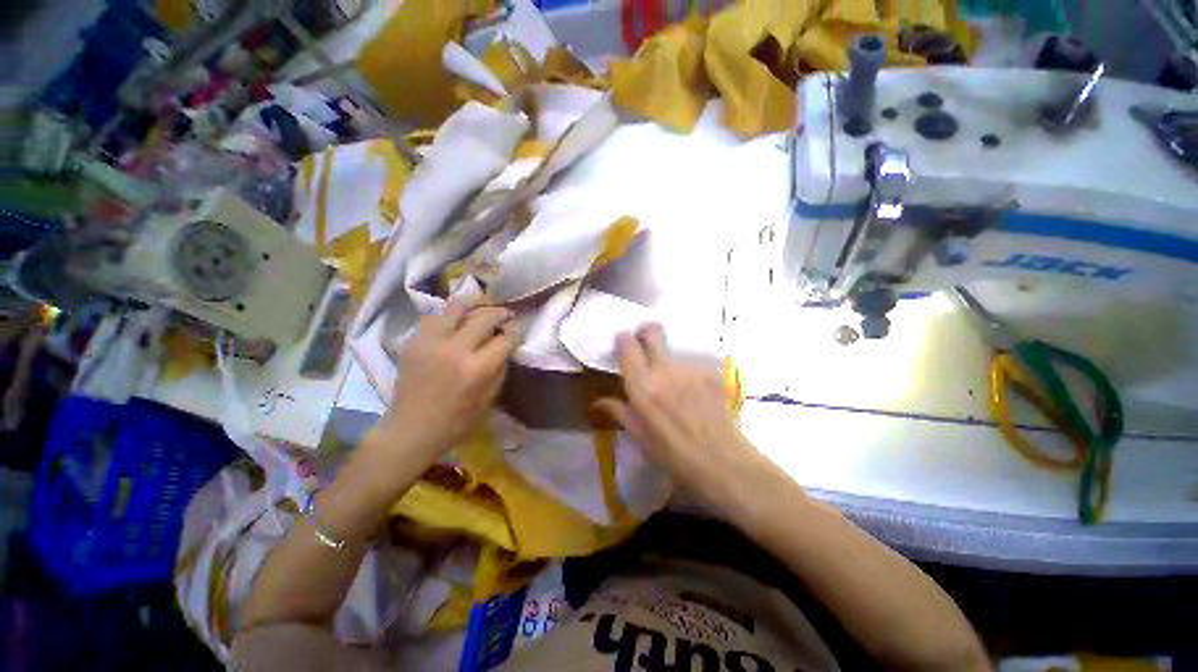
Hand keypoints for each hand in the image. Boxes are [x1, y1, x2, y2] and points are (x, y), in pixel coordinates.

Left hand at [369, 302, 515, 464]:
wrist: (410, 430)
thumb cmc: (456, 422)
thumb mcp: (489, 398)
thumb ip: (500, 368)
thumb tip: (505, 345)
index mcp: (475, 368)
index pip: (505, 338)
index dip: (517, 330)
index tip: (520, 328)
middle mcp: (454, 349)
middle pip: (484, 316)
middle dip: (501, 313)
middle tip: (506, 315)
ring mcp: (430, 342)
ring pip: (456, 307)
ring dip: (474, 306)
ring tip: (482, 308)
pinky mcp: (413, 341)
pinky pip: (435, 317)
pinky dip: (451, 317)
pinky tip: (457, 323)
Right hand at [595, 325, 768, 504]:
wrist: (725, 464)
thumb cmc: (676, 458)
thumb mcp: (641, 439)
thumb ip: (620, 413)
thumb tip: (600, 401)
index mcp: (643, 388)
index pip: (628, 346)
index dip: (623, 339)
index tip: (623, 344)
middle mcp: (665, 371)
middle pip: (653, 332)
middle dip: (646, 332)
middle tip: (644, 344)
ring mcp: (691, 369)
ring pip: (674, 351)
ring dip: (668, 360)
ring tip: (675, 386)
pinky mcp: (711, 373)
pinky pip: (692, 365)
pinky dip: (687, 374)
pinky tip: (694, 395)